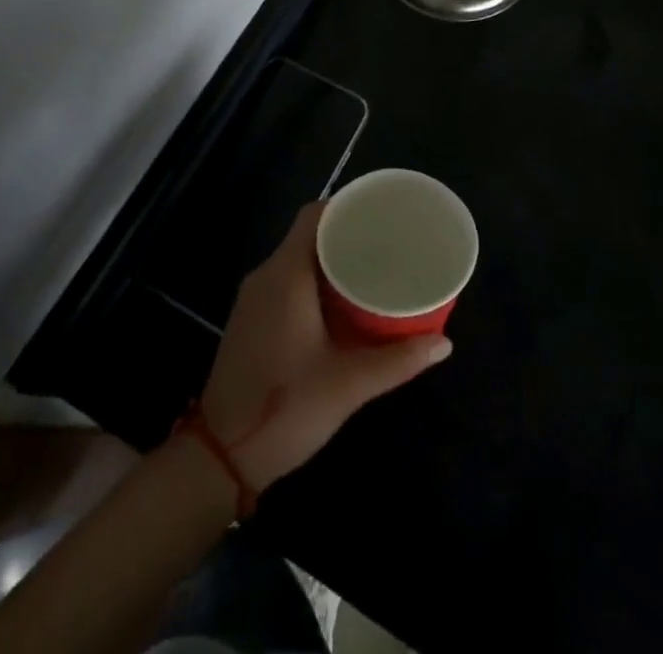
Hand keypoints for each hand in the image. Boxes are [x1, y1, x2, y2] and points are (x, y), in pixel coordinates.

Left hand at [197, 203, 450, 492]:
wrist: (220, 456)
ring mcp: (254, 299)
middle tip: (388, 245)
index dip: (346, 207)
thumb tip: (443, 344)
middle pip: (307, 235)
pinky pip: (286, 282)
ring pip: (296, 260)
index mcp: (285, 275)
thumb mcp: (348, 385)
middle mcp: (266, 276)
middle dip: (346, 235)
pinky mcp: (251, 321)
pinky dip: (315, 281)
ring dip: (331, 261)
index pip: (313, 216)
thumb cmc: (285, 409)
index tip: (380, 214)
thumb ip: (397, 361)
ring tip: (372, 269)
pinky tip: (342, 303)